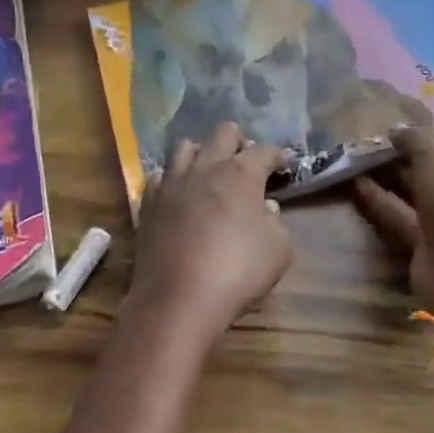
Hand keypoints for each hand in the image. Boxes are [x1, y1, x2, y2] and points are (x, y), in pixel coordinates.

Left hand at [128, 121, 293, 336]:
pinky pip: (160, 177)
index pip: (265, 151)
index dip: (279, 156)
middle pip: (222, 133)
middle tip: (246, 160)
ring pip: (184, 147)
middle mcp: (205, 168)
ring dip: (202, 153)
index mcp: (240, 174)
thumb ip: (276, 223)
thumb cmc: (237, 271)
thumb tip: (266, 209)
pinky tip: (179, 195)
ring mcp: (171, 183)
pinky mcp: (147, 203)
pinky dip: (173, 180)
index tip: (285, 164)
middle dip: (238, 141)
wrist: (178, 298)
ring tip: (208, 171)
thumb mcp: (278, 251)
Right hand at [354, 117, 433, 320]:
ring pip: (419, 186)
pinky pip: (400, 212)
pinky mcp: (426, 239)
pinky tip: (353, 180)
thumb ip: (415, 137)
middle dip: (422, 143)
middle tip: (389, 122)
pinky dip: (379, 198)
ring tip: (362, 147)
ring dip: (394, 170)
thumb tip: (397, 129)